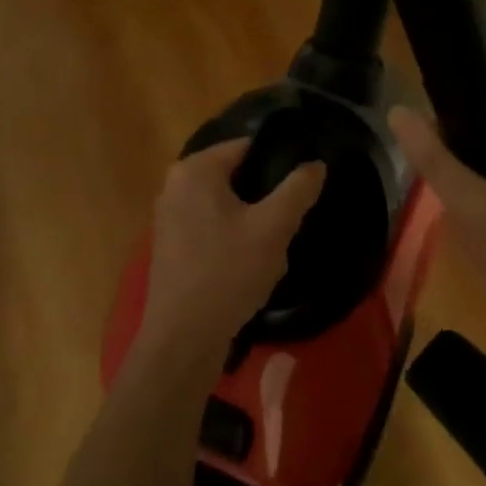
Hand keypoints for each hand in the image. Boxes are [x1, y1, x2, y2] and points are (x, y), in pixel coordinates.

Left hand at [138, 139, 324, 364]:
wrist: (183, 339)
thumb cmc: (227, 273)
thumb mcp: (273, 228)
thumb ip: (298, 189)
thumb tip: (316, 163)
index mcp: (195, 170)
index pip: (247, 146)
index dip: (279, 160)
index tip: (303, 182)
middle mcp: (176, 184)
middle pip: (236, 175)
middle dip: (265, 195)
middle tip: (291, 218)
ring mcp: (169, 216)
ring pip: (226, 204)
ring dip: (252, 219)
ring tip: (275, 244)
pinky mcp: (171, 244)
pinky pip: (211, 225)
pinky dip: (233, 236)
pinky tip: (251, 262)